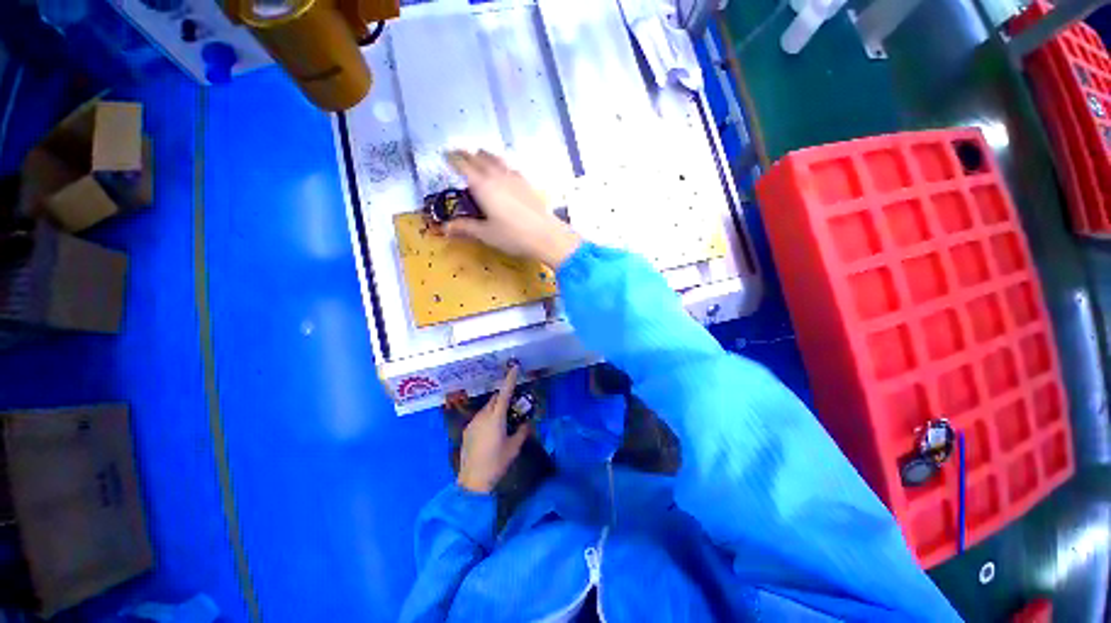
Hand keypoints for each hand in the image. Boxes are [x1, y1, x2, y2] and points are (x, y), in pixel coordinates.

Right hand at [444, 150, 581, 267]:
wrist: (546, 235)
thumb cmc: (513, 236)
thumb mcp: (486, 234)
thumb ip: (466, 227)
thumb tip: (446, 228)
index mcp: (483, 186)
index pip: (464, 166)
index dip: (453, 158)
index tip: (445, 154)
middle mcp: (498, 176)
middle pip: (480, 158)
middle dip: (468, 155)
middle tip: (459, 154)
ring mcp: (515, 178)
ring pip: (497, 159)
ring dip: (486, 156)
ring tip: (480, 155)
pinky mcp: (528, 184)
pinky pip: (511, 167)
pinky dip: (502, 164)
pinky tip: (505, 170)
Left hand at [457, 365, 530, 493]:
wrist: (472, 481)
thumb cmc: (496, 463)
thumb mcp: (514, 448)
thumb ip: (522, 432)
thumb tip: (527, 423)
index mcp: (496, 418)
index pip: (504, 394)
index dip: (510, 379)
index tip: (514, 367)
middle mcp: (483, 416)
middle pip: (495, 399)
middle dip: (504, 397)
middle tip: (514, 404)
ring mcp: (473, 423)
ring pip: (487, 408)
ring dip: (496, 408)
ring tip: (503, 421)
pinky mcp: (467, 430)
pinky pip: (480, 417)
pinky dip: (488, 417)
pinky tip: (491, 432)